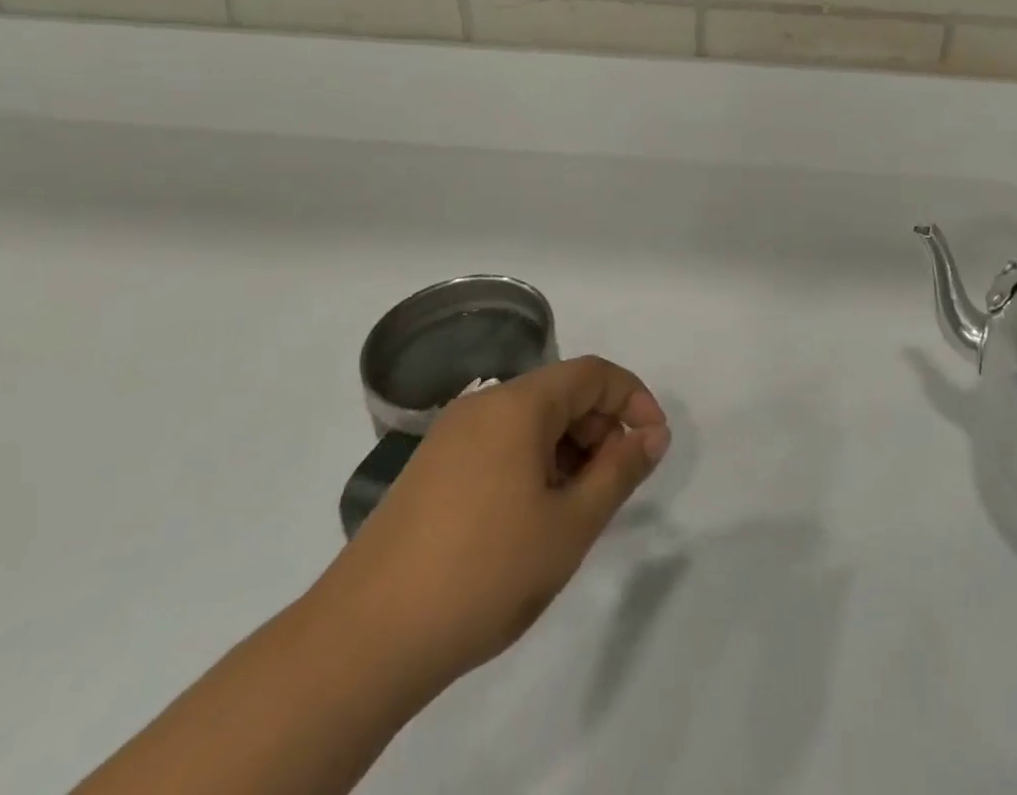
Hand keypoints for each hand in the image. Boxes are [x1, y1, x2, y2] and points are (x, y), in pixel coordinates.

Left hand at [307, 356, 669, 704]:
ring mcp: (449, 438)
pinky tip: (530, 520)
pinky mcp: (429, 470)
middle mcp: (482, 406)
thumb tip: (653, 434)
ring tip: (574, 511)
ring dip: (567, 451)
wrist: (361, 643)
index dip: (634, 400)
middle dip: (600, 430)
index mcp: (518, 404)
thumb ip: (621, 471)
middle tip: (614, 486)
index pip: (593, 374)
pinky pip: (499, 446)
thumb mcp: (570, 525)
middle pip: (561, 394)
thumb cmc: (483, 573)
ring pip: (530, 423)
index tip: (654, 444)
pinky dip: (531, 466)